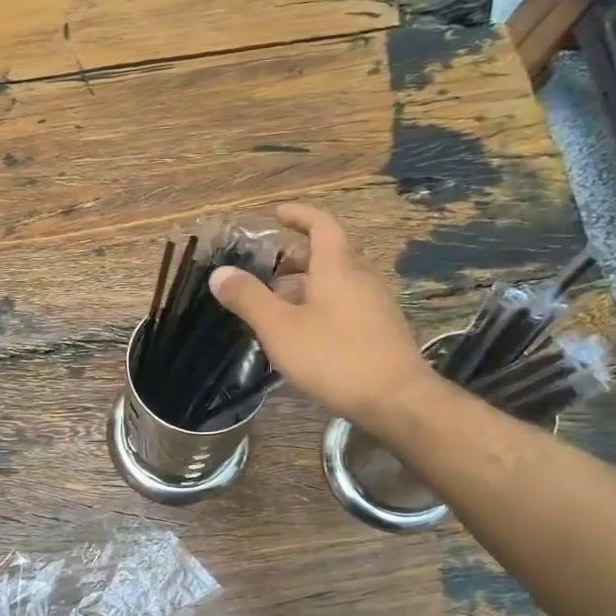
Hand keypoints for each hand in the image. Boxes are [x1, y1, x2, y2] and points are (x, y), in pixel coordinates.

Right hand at [210, 202, 440, 431]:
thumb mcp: (280, 328)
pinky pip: (347, 304)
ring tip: (279, 304)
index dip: (299, 215)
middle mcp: (362, 278)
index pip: (322, 225)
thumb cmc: (334, 357)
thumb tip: (220, 273)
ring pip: (338, 282)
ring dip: (309, 284)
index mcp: (338, 268)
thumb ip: (249, 298)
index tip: (277, 214)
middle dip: (298, 256)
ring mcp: (376, 305)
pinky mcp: (382, 330)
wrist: (396, 400)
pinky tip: (306, 333)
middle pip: (330, 254)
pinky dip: (323, 305)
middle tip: (269, 268)